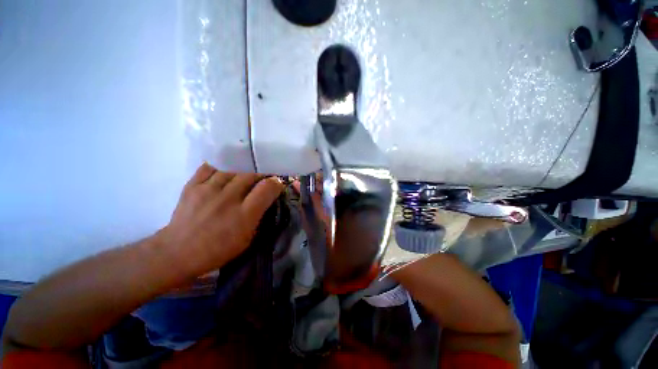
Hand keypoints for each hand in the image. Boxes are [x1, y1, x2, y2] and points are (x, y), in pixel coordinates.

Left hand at [159, 163, 283, 273]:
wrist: (177, 253)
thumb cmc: (218, 250)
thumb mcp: (248, 239)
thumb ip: (260, 216)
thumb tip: (268, 199)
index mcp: (244, 215)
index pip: (267, 188)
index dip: (276, 183)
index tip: (278, 184)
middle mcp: (228, 199)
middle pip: (250, 175)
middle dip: (261, 175)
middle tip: (262, 180)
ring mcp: (208, 190)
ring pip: (232, 170)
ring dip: (242, 173)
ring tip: (243, 178)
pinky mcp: (192, 186)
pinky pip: (210, 168)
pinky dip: (220, 169)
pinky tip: (224, 174)